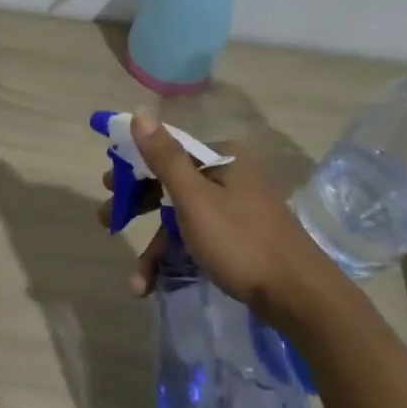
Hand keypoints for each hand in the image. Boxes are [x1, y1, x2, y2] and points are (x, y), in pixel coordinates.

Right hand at [98, 115, 345, 325]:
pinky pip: (199, 239)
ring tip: (137, 280)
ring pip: (183, 218)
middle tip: (107, 221)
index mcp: (223, 158)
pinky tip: (156, 284)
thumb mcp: (195, 199)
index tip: (107, 185)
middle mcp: (231, 177)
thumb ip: (165, 157)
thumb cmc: (241, 241)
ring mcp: (237, 209)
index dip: (134, 168)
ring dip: (156, 247)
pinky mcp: (241, 238)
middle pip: (172, 186)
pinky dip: (177, 257)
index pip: (168, 152)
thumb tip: (140, 112)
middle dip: (138, 208)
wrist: (299, 295)